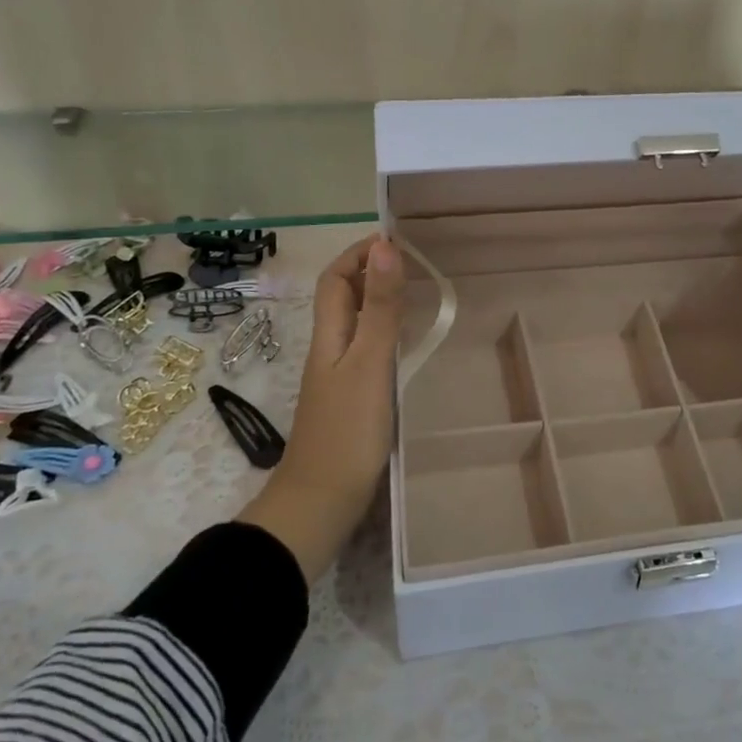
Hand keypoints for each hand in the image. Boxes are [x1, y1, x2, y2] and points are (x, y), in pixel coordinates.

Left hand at [237, 236, 403, 581]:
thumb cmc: (347, 429)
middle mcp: (330, 349)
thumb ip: (380, 308)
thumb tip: (384, 246)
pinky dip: (387, 333)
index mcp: (329, 335)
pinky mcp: (351, 399)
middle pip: (343, 297)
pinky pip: (367, 350)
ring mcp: (339, 376)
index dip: (358, 253)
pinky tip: (410, 345)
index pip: (335, 278)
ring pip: (356, 323)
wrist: (322, 502)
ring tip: (419, 293)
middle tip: (415, 262)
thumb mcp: (369, 362)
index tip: (395, 238)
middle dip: (371, 271)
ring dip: (380, 300)